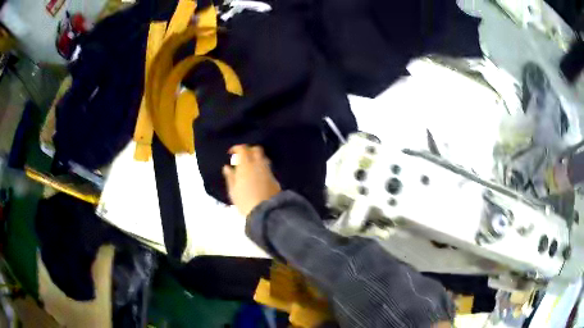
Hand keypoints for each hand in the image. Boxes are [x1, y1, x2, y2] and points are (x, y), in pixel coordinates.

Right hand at [222, 145, 280, 216]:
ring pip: (264, 158)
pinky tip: (258, 175)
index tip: (232, 153)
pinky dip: (262, 167)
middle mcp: (259, 165)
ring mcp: (268, 171)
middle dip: (249, 150)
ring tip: (250, 166)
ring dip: (257, 158)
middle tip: (242, 157)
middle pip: (256, 150)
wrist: (266, 212)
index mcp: (246, 165)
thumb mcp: (233, 191)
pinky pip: (268, 168)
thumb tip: (227, 167)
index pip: (243, 149)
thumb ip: (230, 177)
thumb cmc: (245, 202)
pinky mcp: (275, 179)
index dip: (237, 148)